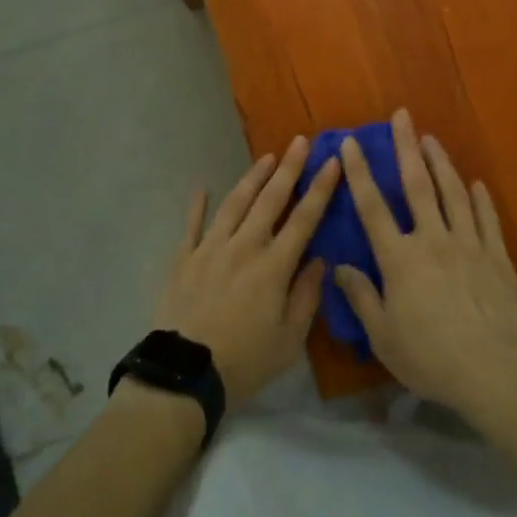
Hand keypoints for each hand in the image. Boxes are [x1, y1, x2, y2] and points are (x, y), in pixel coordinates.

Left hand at [151, 137, 339, 405]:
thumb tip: (318, 260)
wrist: (184, 374)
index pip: (304, 218)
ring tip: (266, 157)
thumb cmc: (244, 361)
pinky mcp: (184, 259)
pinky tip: (201, 188)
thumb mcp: (289, 340)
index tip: (332, 161)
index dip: (320, 188)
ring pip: (235, 203)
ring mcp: (211, 249)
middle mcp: (244, 246)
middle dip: (289, 168)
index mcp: (274, 266)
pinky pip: (192, 226)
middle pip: (270, 199)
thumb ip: (306, 296)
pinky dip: (197, 206)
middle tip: (300, 141)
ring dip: (252, 178)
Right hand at [334, 110, 516, 414]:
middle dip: (407, 147)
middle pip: (417, 185)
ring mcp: (467, 244)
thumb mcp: (383, 336)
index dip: (360, 172)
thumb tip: (339, 267)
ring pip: (452, 193)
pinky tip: (475, 184)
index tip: (351, 142)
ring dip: (441, 162)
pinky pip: (486, 219)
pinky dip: (480, 198)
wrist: (490, 370)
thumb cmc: (429, 357)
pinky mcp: (495, 256)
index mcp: (400, 258)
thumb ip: (361, 297)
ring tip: (432, 139)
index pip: (373, 207)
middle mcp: (432, 239)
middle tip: (402, 116)